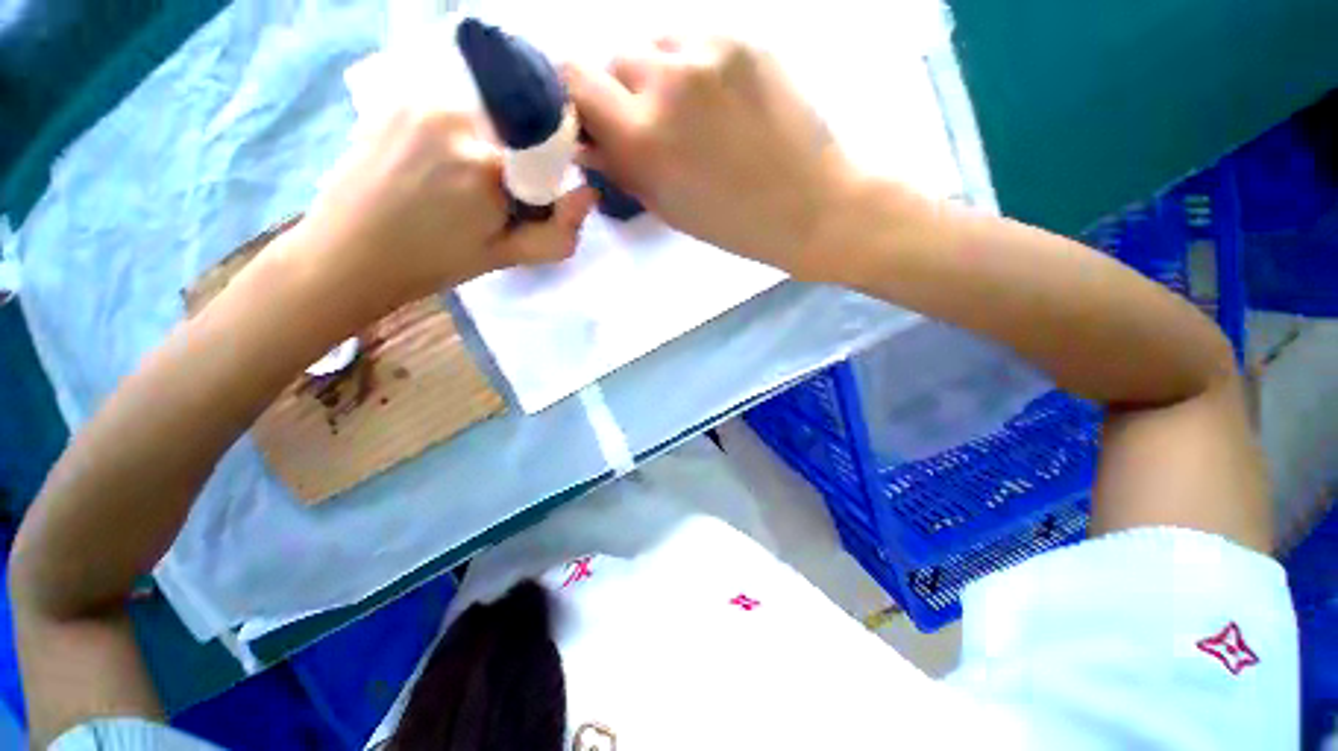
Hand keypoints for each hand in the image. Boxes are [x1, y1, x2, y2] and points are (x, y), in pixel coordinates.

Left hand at [300, 108, 596, 314]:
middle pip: (514, 127)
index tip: (529, 198)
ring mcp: (420, 100)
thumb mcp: (506, 256)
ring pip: (483, 113)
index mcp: (486, 167)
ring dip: (486, 141)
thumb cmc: (433, 263)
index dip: (546, 174)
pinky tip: (434, 163)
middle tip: (490, 195)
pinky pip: (451, 105)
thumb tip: (589, 194)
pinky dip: (458, 129)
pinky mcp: (396, 97)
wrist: (349, 253)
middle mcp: (455, 117)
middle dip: (515, 157)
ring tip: (457, 182)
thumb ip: (558, 232)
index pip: (546, 151)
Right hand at [565, 38, 853, 279]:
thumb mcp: (665, 206)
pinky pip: (694, 39)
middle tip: (648, 124)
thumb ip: (619, 166)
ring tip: (689, 110)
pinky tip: (717, 97)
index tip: (589, 117)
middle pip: (612, 58)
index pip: (574, 80)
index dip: (574, 96)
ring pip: (653, 42)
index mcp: (644, 135)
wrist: (809, 205)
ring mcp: (709, 49)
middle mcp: (667, 78)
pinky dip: (691, 64)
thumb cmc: (732, 222)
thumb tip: (586, 139)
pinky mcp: (743, 38)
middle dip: (620, 91)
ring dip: (656, 73)